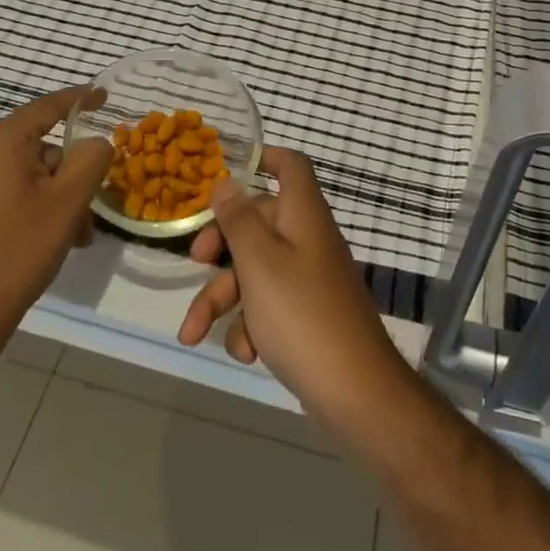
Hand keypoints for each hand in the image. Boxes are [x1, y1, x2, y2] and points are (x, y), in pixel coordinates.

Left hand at [0, 87, 111, 368]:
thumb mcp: (67, 203)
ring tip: (77, 237)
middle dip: (73, 173)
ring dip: (59, 197)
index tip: (105, 95)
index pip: (49, 106)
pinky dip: (37, 207)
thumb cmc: (14, 252)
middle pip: (42, 146)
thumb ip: (91, 160)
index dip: (80, 99)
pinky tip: (53, 242)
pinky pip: (12, 192)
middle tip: (94, 206)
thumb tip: (95, 143)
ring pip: (30, 174)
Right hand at [178, 147, 410, 431]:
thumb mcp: (259, 263)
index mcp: (303, 214)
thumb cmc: (302, 314)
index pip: (291, 166)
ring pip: (256, 271)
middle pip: (259, 223)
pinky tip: (245, 353)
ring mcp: (309, 278)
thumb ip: (238, 220)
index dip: (264, 158)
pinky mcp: (307, 315)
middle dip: (221, 247)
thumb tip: (226, 180)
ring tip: (193, 334)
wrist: (356, 392)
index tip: (228, 171)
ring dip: (223, 299)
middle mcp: (308, 239)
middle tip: (194, 263)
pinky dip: (250, 326)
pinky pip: (269, 305)